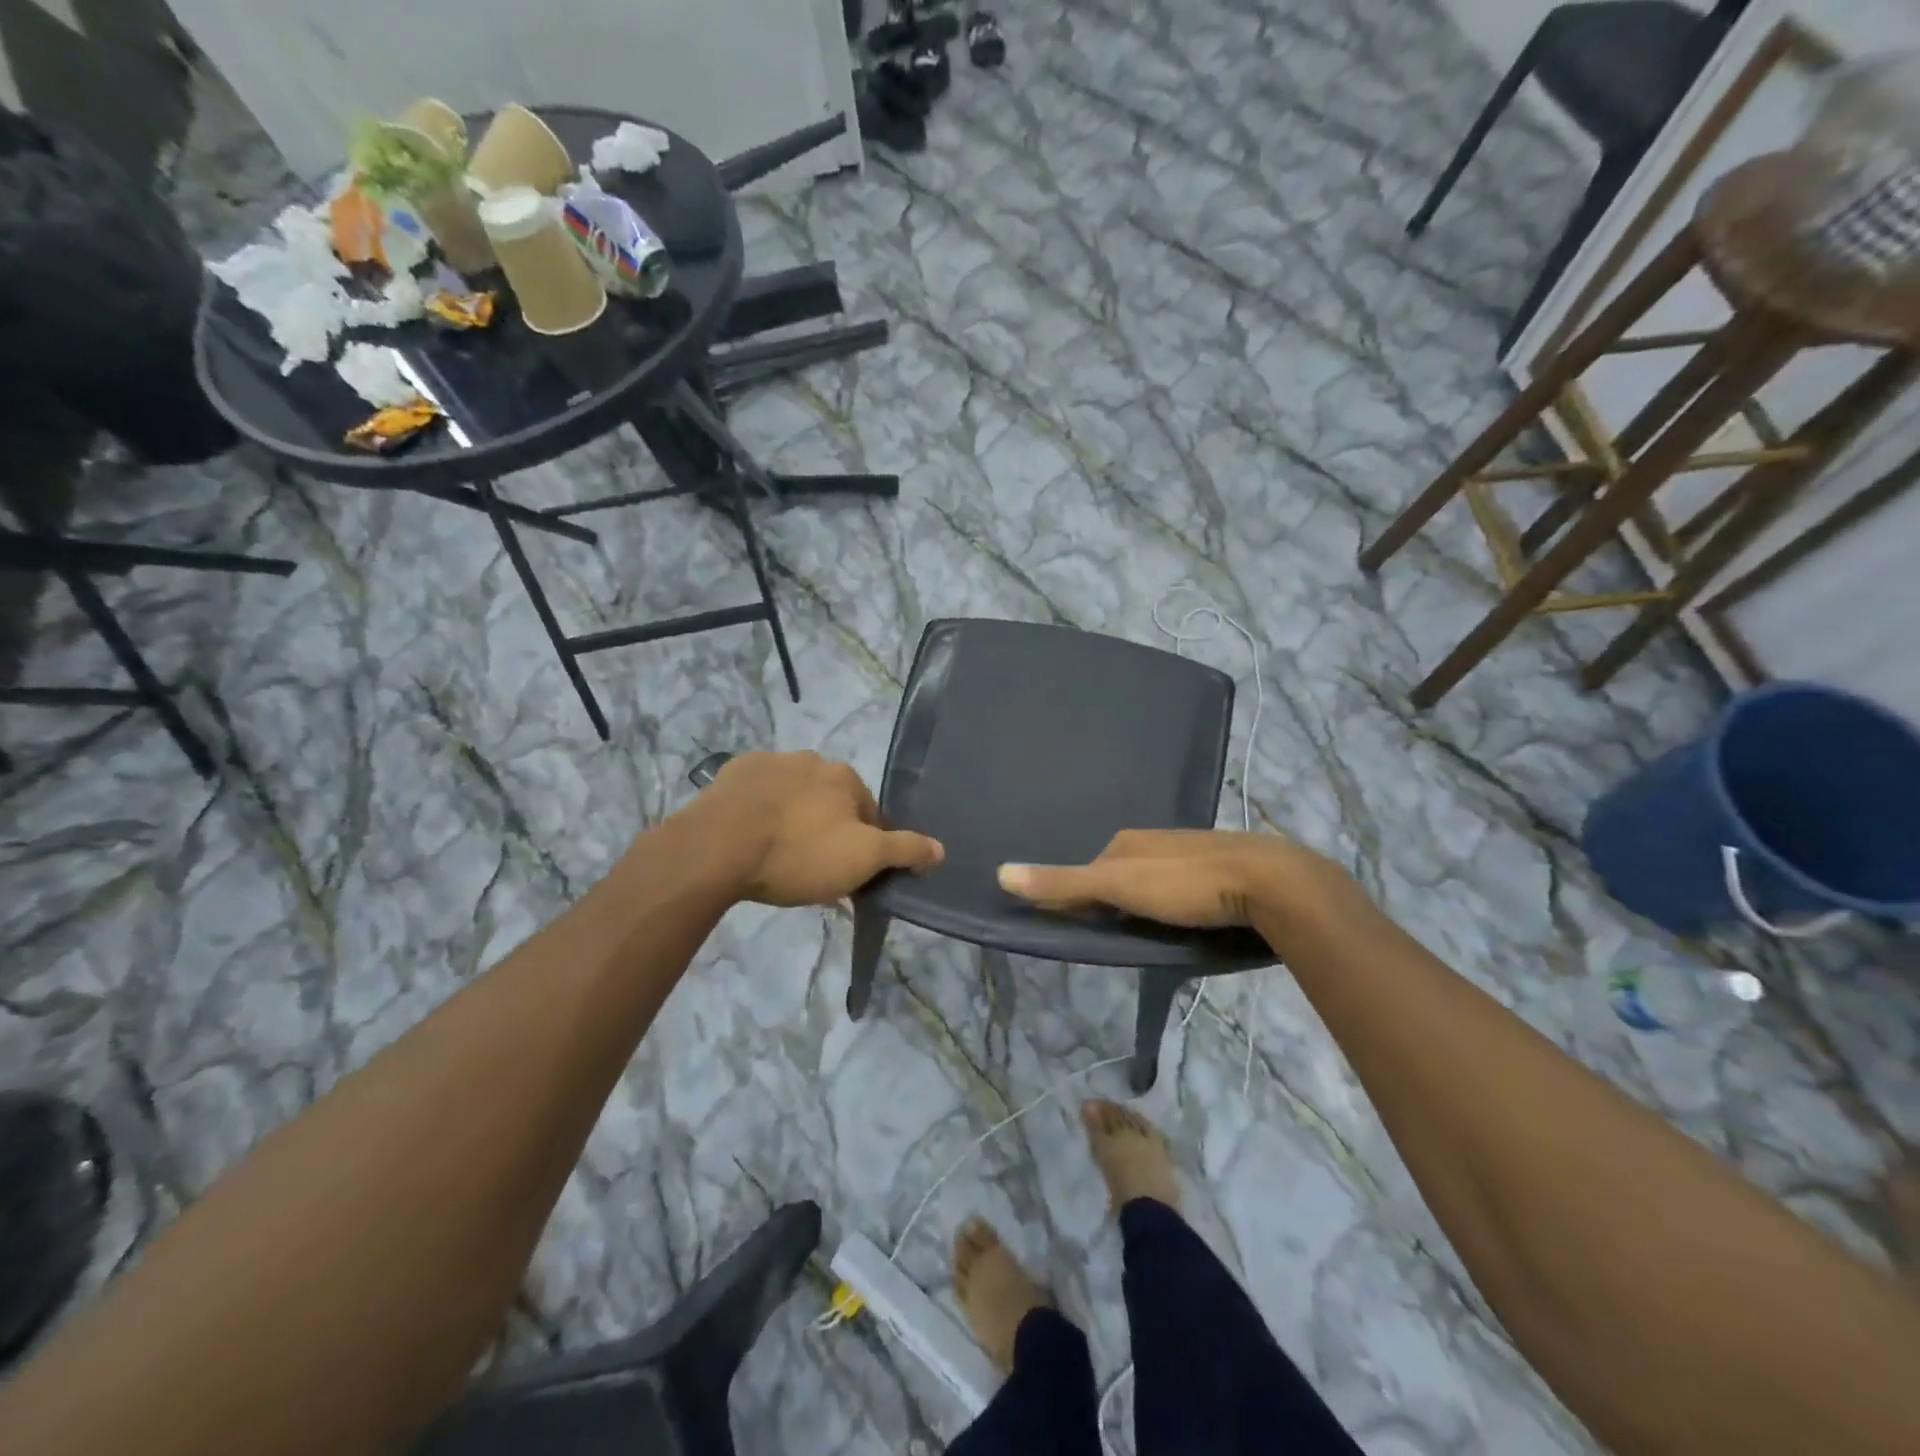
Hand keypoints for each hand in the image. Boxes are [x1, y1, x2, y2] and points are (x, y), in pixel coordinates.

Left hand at [685, 751, 943, 906]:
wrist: (717, 847)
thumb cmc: (798, 853)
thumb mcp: (862, 860)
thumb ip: (904, 850)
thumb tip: (942, 849)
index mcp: (846, 777)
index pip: (869, 814)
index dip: (863, 846)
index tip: (846, 874)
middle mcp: (812, 760)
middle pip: (830, 801)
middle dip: (826, 829)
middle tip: (810, 868)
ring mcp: (770, 762)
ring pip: (794, 795)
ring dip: (793, 817)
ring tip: (776, 856)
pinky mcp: (732, 773)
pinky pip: (757, 793)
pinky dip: (759, 810)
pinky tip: (748, 837)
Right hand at [997, 829, 1362, 936]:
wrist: (1271, 882)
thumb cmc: (1186, 884)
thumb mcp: (1118, 886)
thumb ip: (1064, 884)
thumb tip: (1000, 873)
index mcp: (1128, 841)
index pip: (1090, 871)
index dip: (1082, 899)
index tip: (1084, 931)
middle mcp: (1156, 842)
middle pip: (1121, 875)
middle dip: (1116, 901)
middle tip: (1121, 937)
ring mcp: (1192, 855)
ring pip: (1155, 882)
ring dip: (1149, 904)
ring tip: (1156, 935)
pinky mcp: (1223, 873)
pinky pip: (1187, 888)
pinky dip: (1179, 904)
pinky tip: (1191, 922)